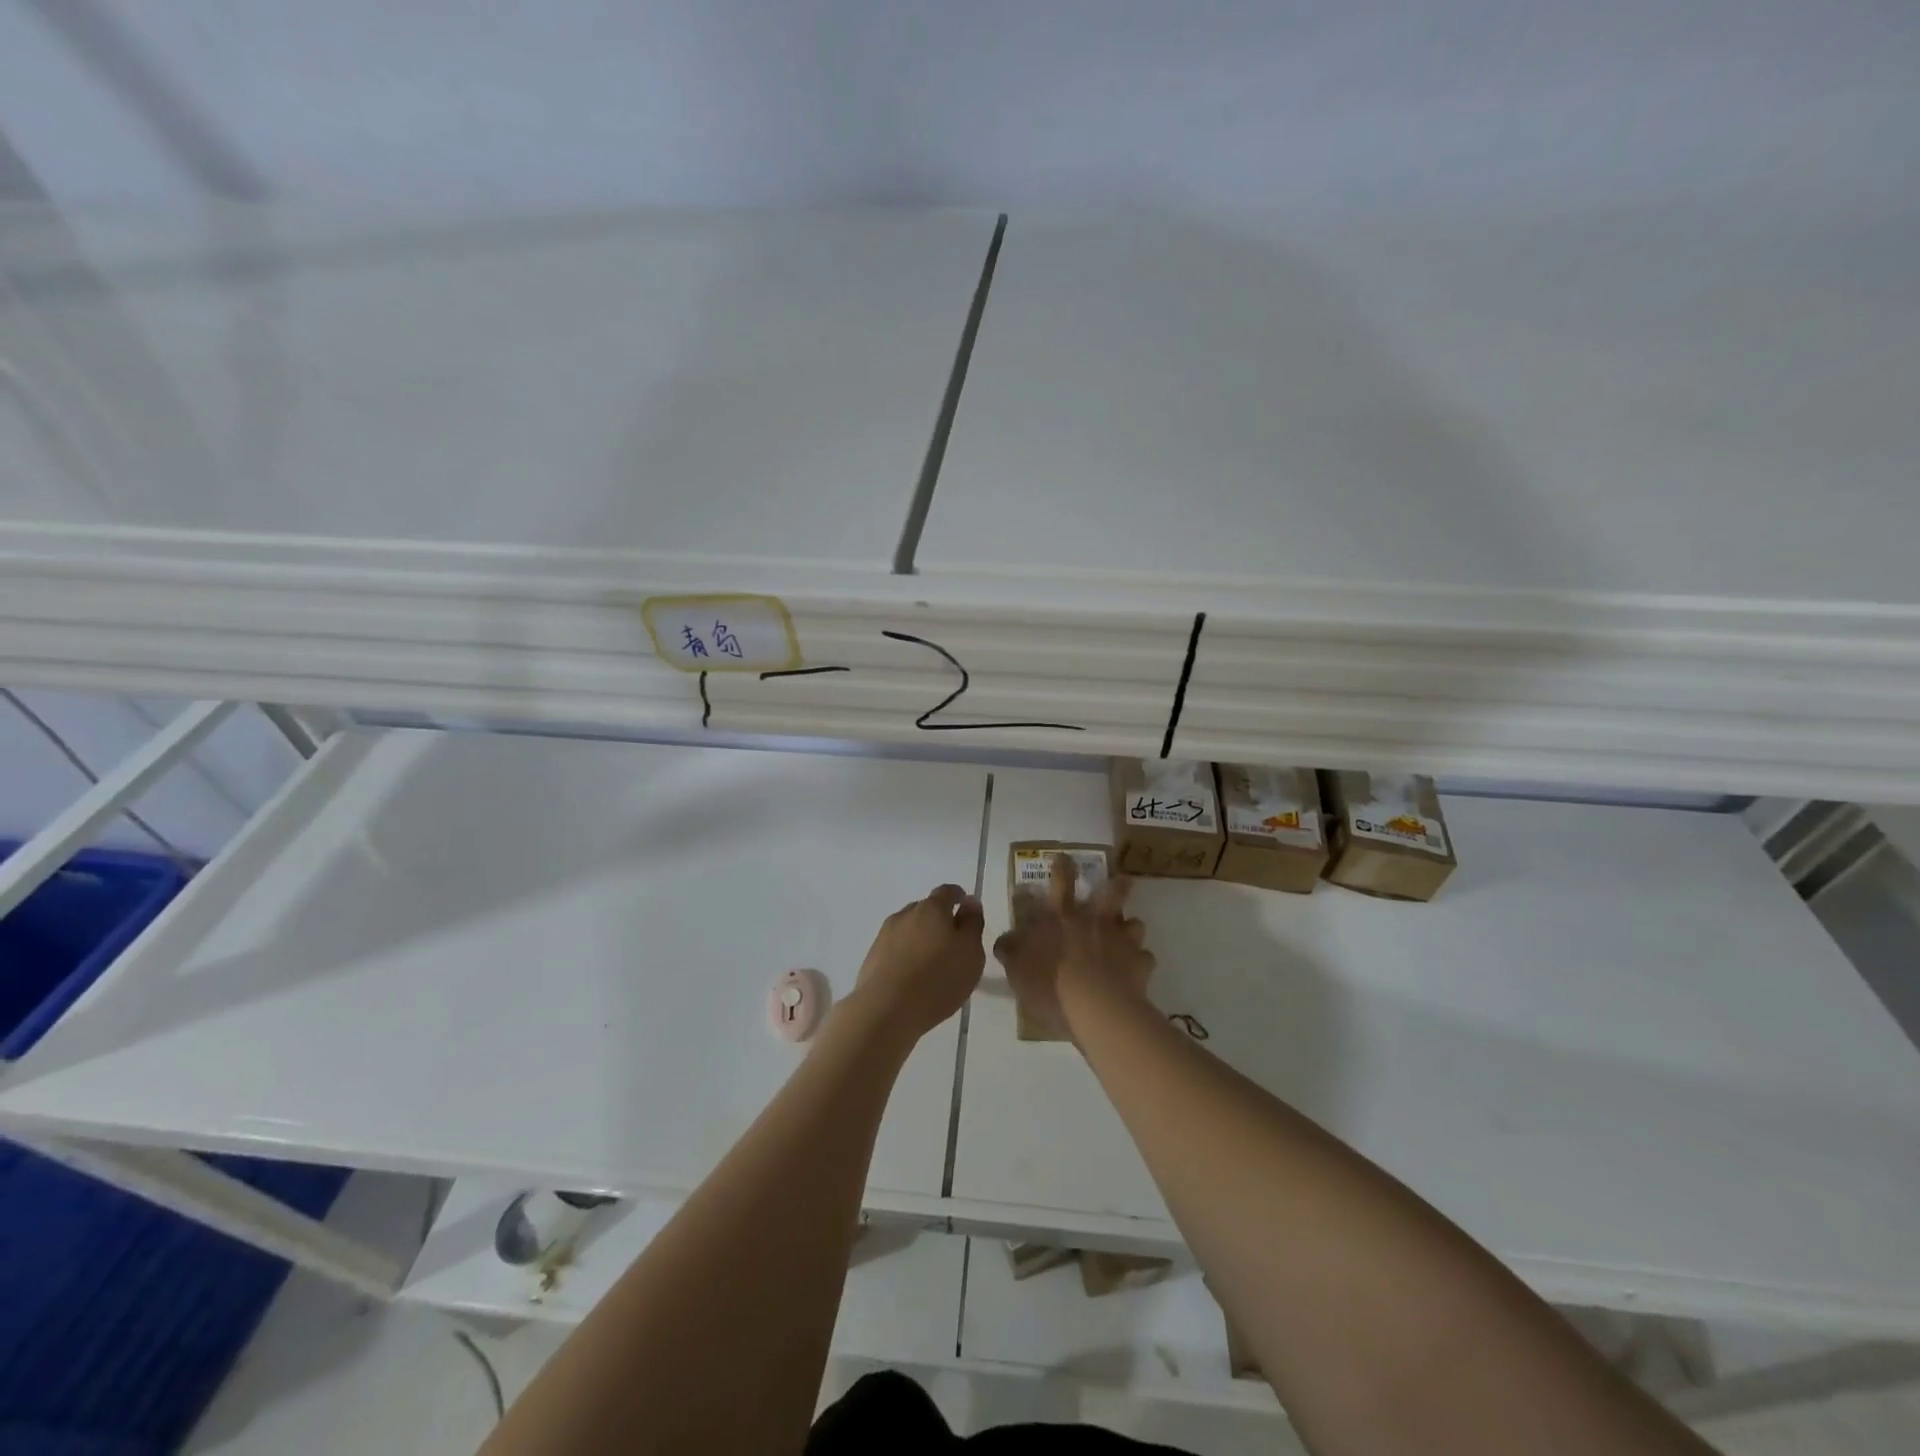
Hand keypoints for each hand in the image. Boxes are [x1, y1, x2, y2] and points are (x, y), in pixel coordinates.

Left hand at [853, 884, 985, 1040]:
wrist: (885, 1010)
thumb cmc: (938, 979)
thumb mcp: (970, 953)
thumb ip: (972, 924)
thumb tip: (970, 902)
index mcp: (932, 908)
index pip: (947, 892)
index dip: (958, 896)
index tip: (964, 905)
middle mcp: (906, 914)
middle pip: (926, 909)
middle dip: (939, 919)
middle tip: (951, 941)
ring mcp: (885, 935)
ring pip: (909, 928)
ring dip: (921, 938)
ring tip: (931, 962)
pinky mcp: (872, 957)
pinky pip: (895, 948)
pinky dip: (906, 954)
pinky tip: (912, 975)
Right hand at [993, 854, 1154, 1040]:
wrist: (1096, 1007)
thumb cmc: (1051, 983)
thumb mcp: (1017, 967)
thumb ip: (1011, 950)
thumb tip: (1005, 939)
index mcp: (1063, 918)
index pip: (1061, 884)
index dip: (1062, 868)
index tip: (1065, 857)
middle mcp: (1095, 921)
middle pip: (1111, 893)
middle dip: (1117, 884)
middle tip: (1122, 879)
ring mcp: (1122, 940)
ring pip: (1134, 923)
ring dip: (1131, 926)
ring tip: (1129, 933)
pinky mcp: (1141, 963)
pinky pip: (1144, 958)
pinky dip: (1140, 962)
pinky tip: (1135, 970)